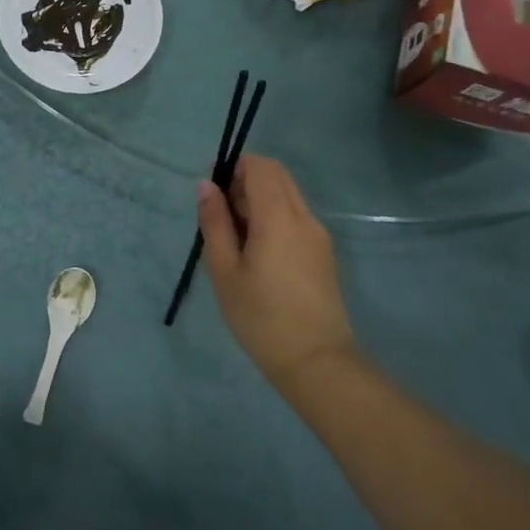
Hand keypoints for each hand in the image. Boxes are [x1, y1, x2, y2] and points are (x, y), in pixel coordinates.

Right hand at [196, 154, 355, 392]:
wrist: (316, 362)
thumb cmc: (261, 317)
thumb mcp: (224, 270)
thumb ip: (215, 223)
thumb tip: (206, 185)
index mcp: (278, 217)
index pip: (260, 166)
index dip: (234, 166)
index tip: (212, 190)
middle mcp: (303, 217)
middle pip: (277, 175)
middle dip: (246, 180)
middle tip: (221, 214)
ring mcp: (318, 235)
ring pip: (288, 195)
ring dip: (259, 199)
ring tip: (236, 237)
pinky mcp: (323, 252)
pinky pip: (296, 216)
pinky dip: (273, 217)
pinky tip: (256, 252)